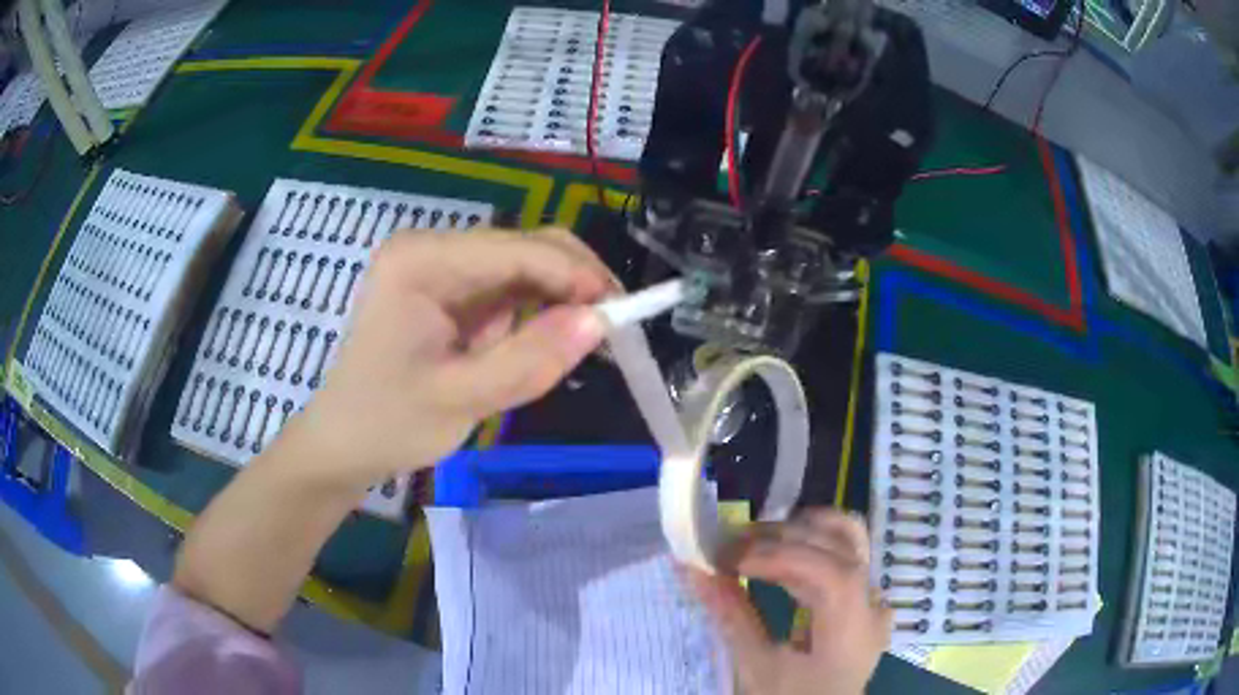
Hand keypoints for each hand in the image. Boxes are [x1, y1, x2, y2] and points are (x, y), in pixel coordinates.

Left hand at [279, 228, 616, 492]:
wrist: (344, 444)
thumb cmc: (388, 422)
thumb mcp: (460, 399)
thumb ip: (530, 360)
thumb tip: (599, 322)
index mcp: (421, 260)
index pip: (515, 249)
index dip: (574, 274)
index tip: (622, 312)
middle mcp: (431, 249)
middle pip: (523, 246)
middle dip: (573, 281)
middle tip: (614, 326)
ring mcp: (440, 268)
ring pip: (523, 266)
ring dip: (561, 297)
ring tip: (592, 338)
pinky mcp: (449, 292)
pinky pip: (509, 289)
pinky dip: (538, 312)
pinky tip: (555, 338)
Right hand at [686, 509, 890, 694]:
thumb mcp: (756, 668)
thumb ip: (730, 617)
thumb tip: (693, 569)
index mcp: (854, 630)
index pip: (833, 572)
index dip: (783, 555)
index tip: (730, 558)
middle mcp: (873, 604)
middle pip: (842, 545)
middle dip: (784, 536)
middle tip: (731, 545)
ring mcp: (872, 598)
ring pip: (847, 540)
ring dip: (798, 533)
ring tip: (754, 543)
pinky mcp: (862, 599)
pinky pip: (841, 557)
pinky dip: (806, 549)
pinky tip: (776, 559)